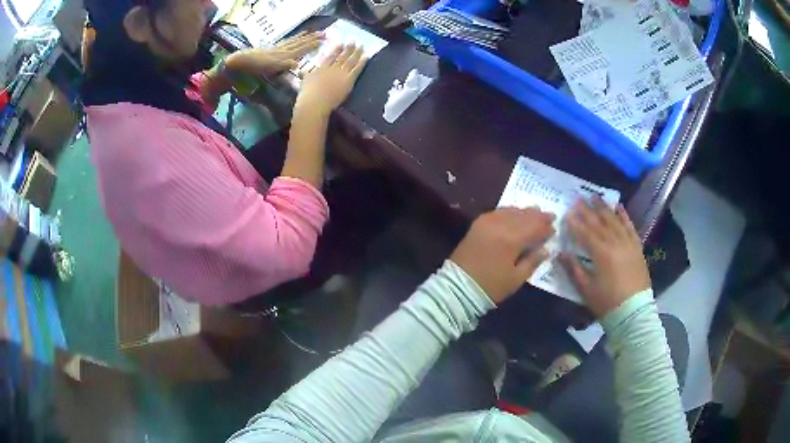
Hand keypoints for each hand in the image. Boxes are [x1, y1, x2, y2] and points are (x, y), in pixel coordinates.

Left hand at [227, 32, 323, 75]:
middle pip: (300, 43)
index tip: (324, 41)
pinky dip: (294, 38)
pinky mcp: (272, 49)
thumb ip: (283, 65)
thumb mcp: (270, 68)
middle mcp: (283, 50)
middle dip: (312, 39)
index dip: (312, 45)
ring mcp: (278, 48)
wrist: (242, 61)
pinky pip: (287, 42)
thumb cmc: (255, 67)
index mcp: (285, 55)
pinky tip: (295, 38)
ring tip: (312, 32)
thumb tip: (297, 64)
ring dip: (305, 37)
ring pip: (295, 41)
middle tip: (324, 33)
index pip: (302, 49)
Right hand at [295, 44, 367, 117]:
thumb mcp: (304, 80)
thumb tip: (301, 70)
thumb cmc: (307, 94)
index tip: (341, 43)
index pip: (331, 56)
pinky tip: (366, 56)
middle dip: (348, 48)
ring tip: (361, 46)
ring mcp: (341, 74)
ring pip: (350, 61)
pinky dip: (362, 62)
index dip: (337, 49)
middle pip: (342, 56)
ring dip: (357, 52)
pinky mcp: (348, 81)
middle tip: (353, 41)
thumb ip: (305, 73)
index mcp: (322, 68)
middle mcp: (332, 68)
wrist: (314, 102)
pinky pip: (356, 69)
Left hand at [450, 208, 554, 304]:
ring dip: (524, 211)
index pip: (534, 227)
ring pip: (511, 211)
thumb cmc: (491, 286)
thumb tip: (546, 249)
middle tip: (549, 215)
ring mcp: (487, 222)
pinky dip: (509, 211)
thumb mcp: (516, 278)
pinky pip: (498, 212)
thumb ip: (533, 261)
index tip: (554, 226)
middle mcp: (500, 225)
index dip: (545, 226)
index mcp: (512, 240)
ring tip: (535, 212)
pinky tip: (515, 214)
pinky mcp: (478, 223)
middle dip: (537, 215)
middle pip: (524, 216)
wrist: (459, 286)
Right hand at [560, 199, 650, 317]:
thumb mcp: (586, 289)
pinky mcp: (637, 248)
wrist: (633, 312)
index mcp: (601, 254)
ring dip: (604, 208)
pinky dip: (624, 216)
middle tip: (578, 198)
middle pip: (599, 223)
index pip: (585, 233)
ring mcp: (628, 244)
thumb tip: (560, 253)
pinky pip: (630, 227)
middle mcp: (615, 243)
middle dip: (588, 210)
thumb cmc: (607, 303)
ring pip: (614, 221)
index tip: (566, 213)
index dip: (575, 223)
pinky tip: (619, 207)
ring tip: (595, 196)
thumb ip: (573, 268)